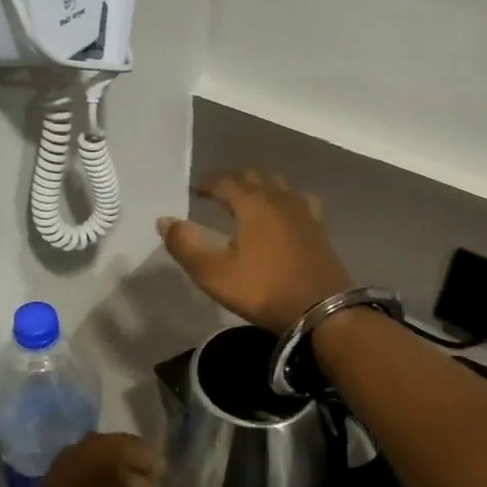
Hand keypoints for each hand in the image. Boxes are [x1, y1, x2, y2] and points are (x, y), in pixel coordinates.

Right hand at [156, 170, 352, 332]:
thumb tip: (165, 221)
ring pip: (278, 184)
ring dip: (259, 186)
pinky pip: (299, 200)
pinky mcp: (319, 227)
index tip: (195, 189)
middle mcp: (279, 198)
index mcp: (252, 203)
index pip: (225, 182)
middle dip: (232, 181)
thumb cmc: (263, 290)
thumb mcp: (214, 274)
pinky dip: (285, 199)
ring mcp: (303, 211)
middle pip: (253, 177)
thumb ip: (186, 245)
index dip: (207, 183)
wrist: (321, 310)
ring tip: (248, 199)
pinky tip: (285, 212)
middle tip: (217, 193)